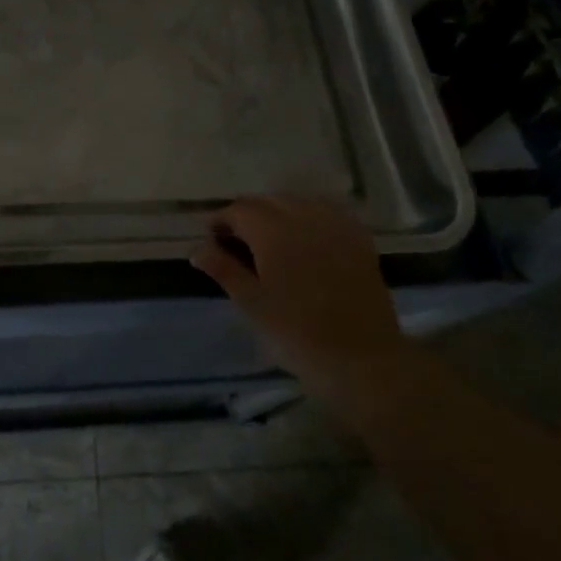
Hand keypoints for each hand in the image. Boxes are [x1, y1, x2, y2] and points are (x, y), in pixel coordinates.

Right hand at [191, 196, 401, 382]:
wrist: (362, 359)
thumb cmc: (298, 334)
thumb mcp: (252, 304)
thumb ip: (224, 270)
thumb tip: (198, 249)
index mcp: (273, 231)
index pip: (239, 210)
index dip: (221, 220)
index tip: (211, 238)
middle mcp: (304, 217)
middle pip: (268, 201)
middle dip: (248, 215)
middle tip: (236, 242)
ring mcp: (335, 225)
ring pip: (297, 202)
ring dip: (277, 212)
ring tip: (269, 239)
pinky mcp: (359, 239)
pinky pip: (326, 213)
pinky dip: (308, 217)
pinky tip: (305, 238)